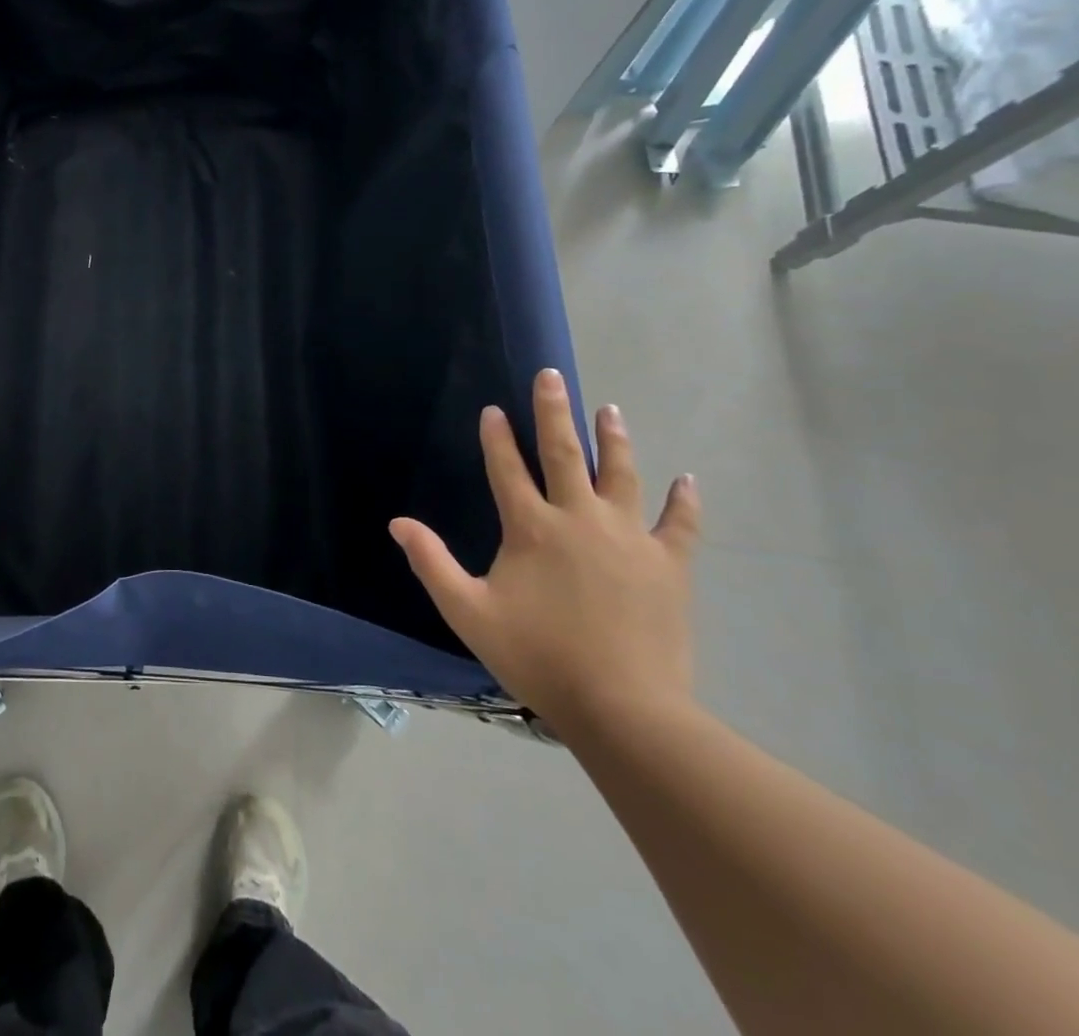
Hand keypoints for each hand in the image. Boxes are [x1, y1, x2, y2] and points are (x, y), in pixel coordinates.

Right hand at [389, 368, 700, 735]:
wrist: (623, 708)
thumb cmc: (537, 656)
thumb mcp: (468, 611)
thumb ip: (431, 562)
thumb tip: (398, 522)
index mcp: (532, 528)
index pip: (507, 469)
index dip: (497, 437)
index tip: (493, 409)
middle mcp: (580, 519)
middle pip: (564, 453)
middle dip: (553, 412)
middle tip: (551, 377)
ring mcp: (629, 538)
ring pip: (620, 475)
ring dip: (613, 439)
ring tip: (609, 409)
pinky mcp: (668, 565)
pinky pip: (679, 524)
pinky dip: (683, 501)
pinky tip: (686, 480)